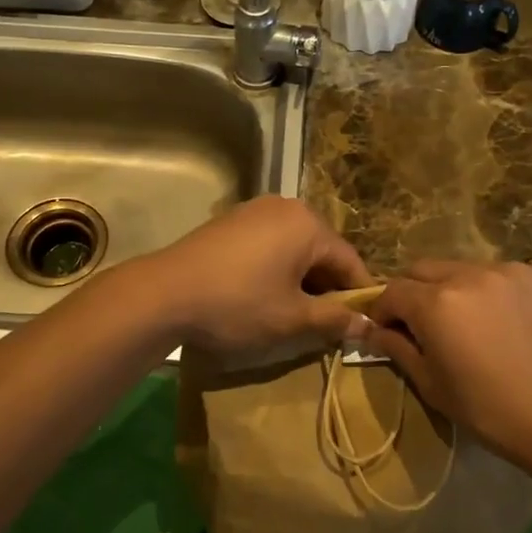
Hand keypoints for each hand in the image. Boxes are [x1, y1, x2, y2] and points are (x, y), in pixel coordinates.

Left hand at [134, 197, 372, 356]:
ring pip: (294, 248)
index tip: (362, 325)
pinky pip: (268, 244)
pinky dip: (276, 268)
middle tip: (326, 324)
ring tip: (294, 313)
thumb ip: (334, 319)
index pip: (349, 261)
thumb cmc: (238, 304)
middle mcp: (285, 207)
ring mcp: (253, 210)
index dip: (359, 296)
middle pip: (322, 251)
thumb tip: (368, 325)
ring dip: (301, 279)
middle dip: (327, 287)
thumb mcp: (292, 318)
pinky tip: (264, 294)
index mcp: (308, 224)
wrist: (164, 293)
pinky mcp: (230, 221)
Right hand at [362, 261, 531, 468]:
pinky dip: (494, 292)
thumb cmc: (491, 411)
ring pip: (464, 269)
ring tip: (472, 323)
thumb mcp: (432, 385)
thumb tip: (373, 330)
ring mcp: (510, 270)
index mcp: (436, 303)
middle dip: (414, 293)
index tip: (388, 332)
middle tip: (425, 325)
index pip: (392, 290)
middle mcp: (469, 274)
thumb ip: (397, 348)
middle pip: (423, 269)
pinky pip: (503, 275)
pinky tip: (508, 322)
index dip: (383, 311)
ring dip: (455, 290)